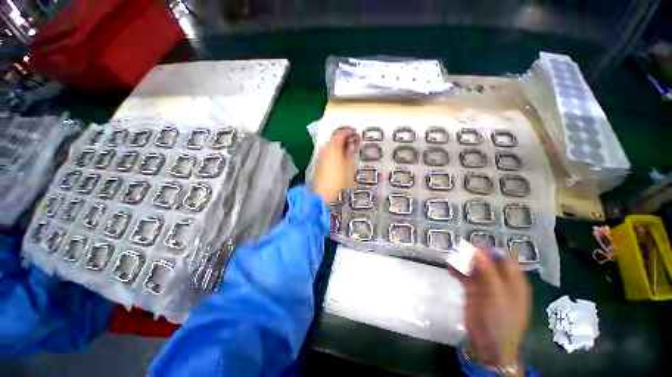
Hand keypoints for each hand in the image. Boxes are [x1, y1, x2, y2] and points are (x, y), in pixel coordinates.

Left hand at [312, 128, 358, 202]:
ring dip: (340, 145)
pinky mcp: (320, 162)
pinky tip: (342, 157)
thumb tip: (351, 145)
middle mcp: (326, 148)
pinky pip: (329, 152)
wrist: (321, 192)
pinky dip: (336, 151)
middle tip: (354, 142)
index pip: (340, 133)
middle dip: (344, 138)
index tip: (356, 134)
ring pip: (332, 145)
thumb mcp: (348, 167)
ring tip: (350, 150)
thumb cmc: (337, 179)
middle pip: (335, 138)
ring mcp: (321, 155)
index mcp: (333, 147)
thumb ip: (350, 154)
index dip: (348, 132)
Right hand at [451, 249, 530, 373]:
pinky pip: (465, 276)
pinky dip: (458, 271)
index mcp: (514, 282)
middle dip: (474, 255)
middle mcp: (500, 281)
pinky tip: (450, 269)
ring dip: (463, 262)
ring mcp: (485, 286)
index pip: (505, 259)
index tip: (475, 246)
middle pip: (487, 262)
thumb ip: (488, 271)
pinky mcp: (473, 291)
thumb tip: (478, 250)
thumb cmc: (500, 319)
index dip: (491, 251)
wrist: (488, 343)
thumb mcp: (497, 294)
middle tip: (460, 250)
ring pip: (474, 268)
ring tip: (452, 258)